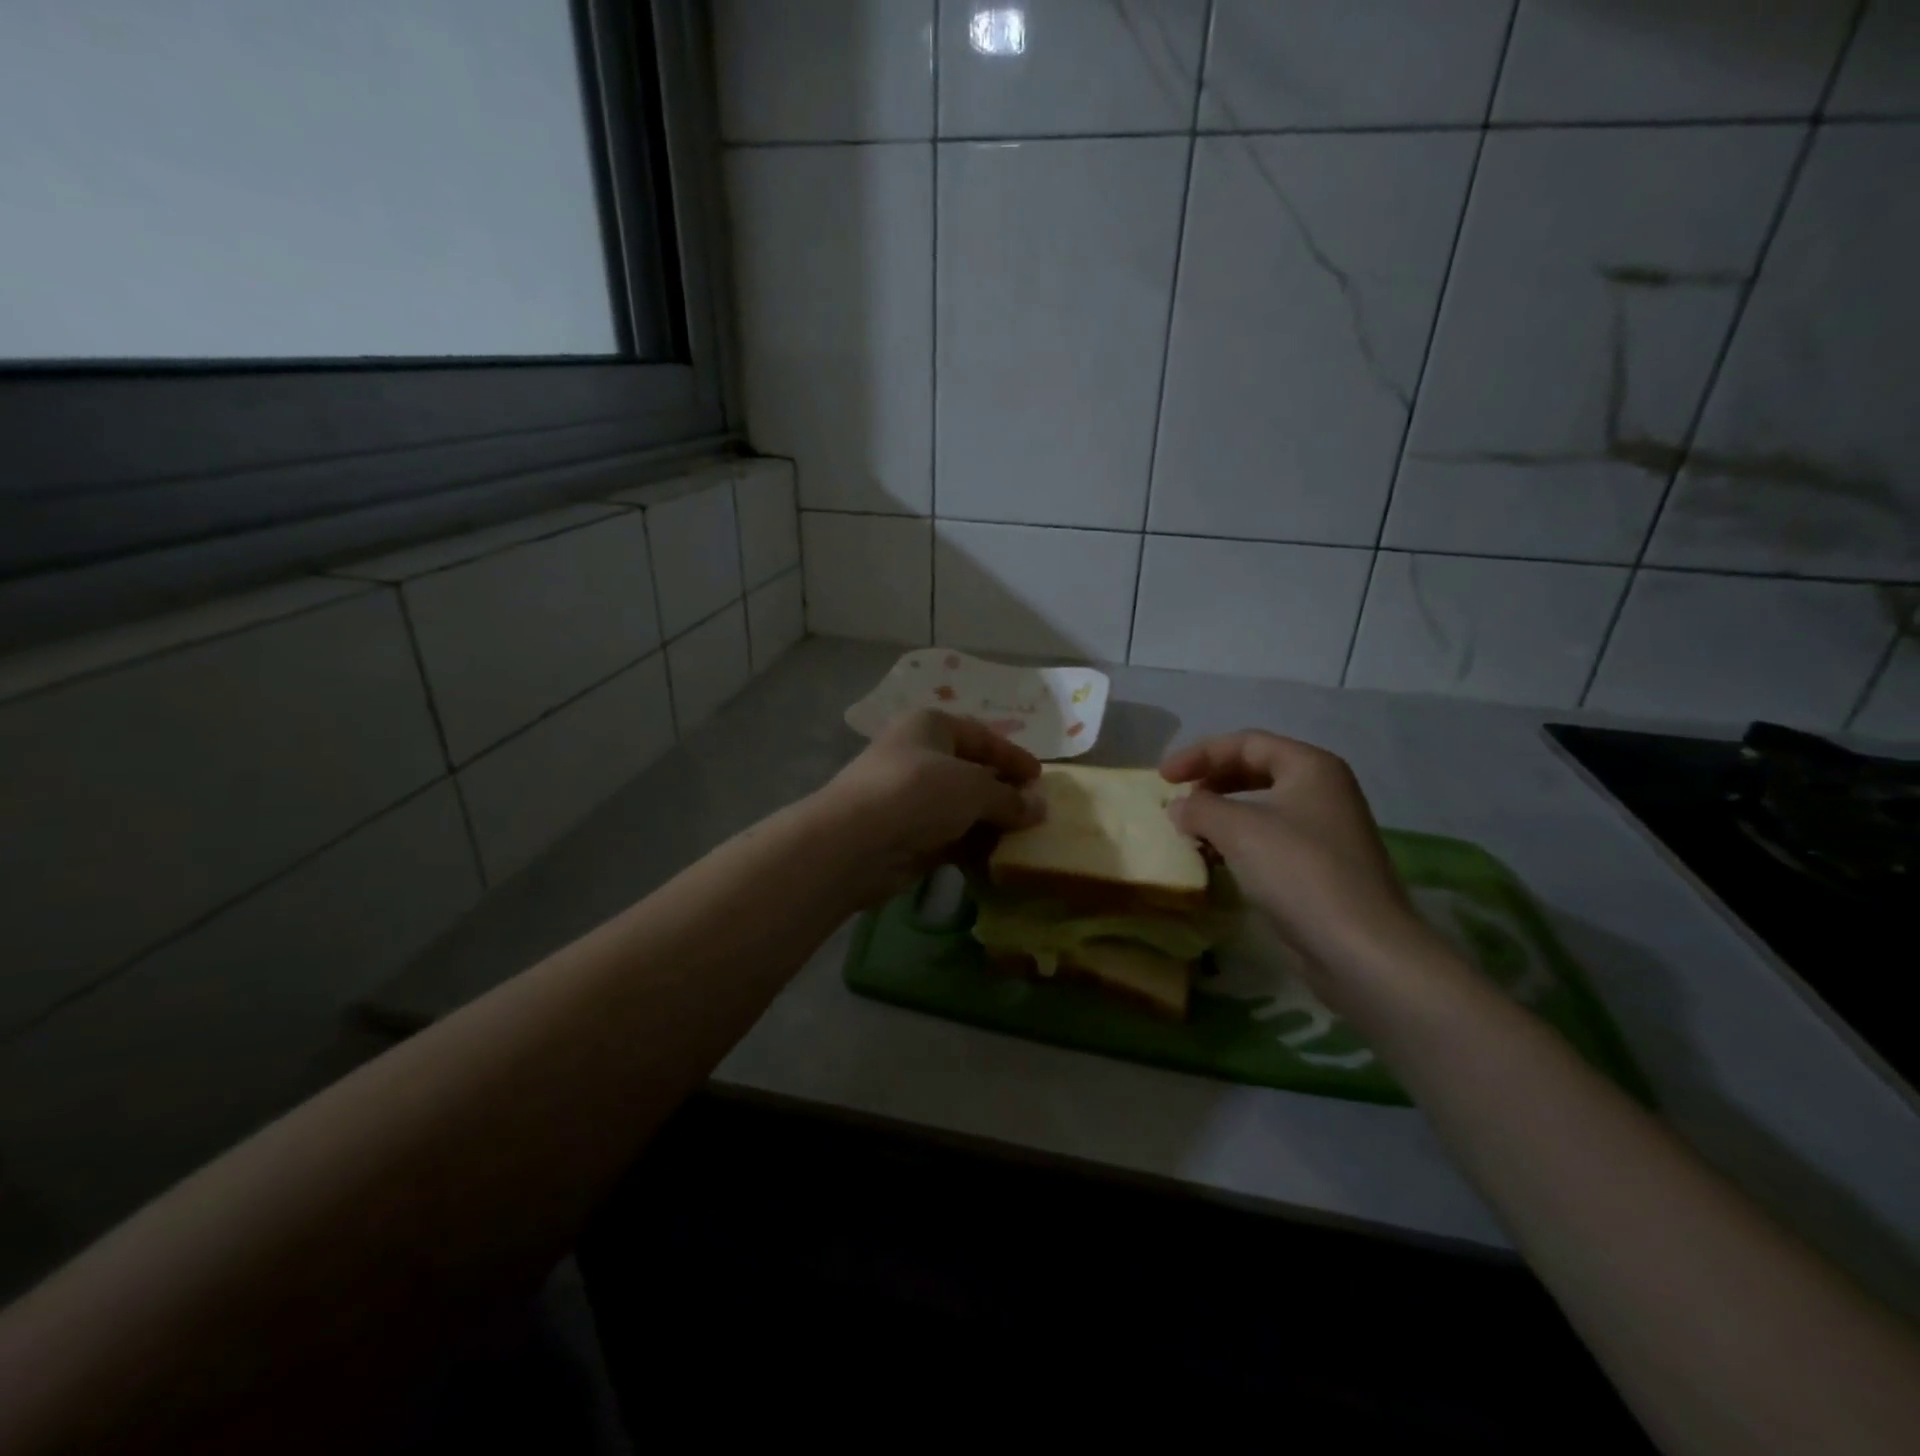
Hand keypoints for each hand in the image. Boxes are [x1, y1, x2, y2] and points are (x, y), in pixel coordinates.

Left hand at [813, 710, 1043, 904]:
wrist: (855, 842)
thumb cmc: (918, 793)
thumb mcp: (974, 788)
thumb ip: (1010, 798)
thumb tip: (1040, 808)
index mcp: (931, 726)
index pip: (982, 736)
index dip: (1013, 756)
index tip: (1042, 778)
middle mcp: (918, 755)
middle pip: (971, 771)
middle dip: (1003, 791)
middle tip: (1036, 811)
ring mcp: (909, 796)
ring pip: (960, 806)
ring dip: (989, 821)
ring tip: (1024, 838)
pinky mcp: (905, 833)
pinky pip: (948, 835)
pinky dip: (971, 844)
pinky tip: (996, 858)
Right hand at [1161, 731, 1432, 981]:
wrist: (1359, 947)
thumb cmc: (1298, 872)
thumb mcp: (1238, 830)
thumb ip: (1200, 808)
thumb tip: (1179, 808)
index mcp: (1310, 767)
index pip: (1245, 743)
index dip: (1199, 754)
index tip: (1163, 777)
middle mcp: (1323, 790)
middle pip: (1255, 770)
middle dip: (1211, 781)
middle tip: (1177, 798)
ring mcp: (1325, 830)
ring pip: (1261, 807)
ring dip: (1221, 814)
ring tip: (1189, 830)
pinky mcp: (1321, 867)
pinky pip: (1269, 839)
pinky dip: (1238, 842)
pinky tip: (1215, 860)